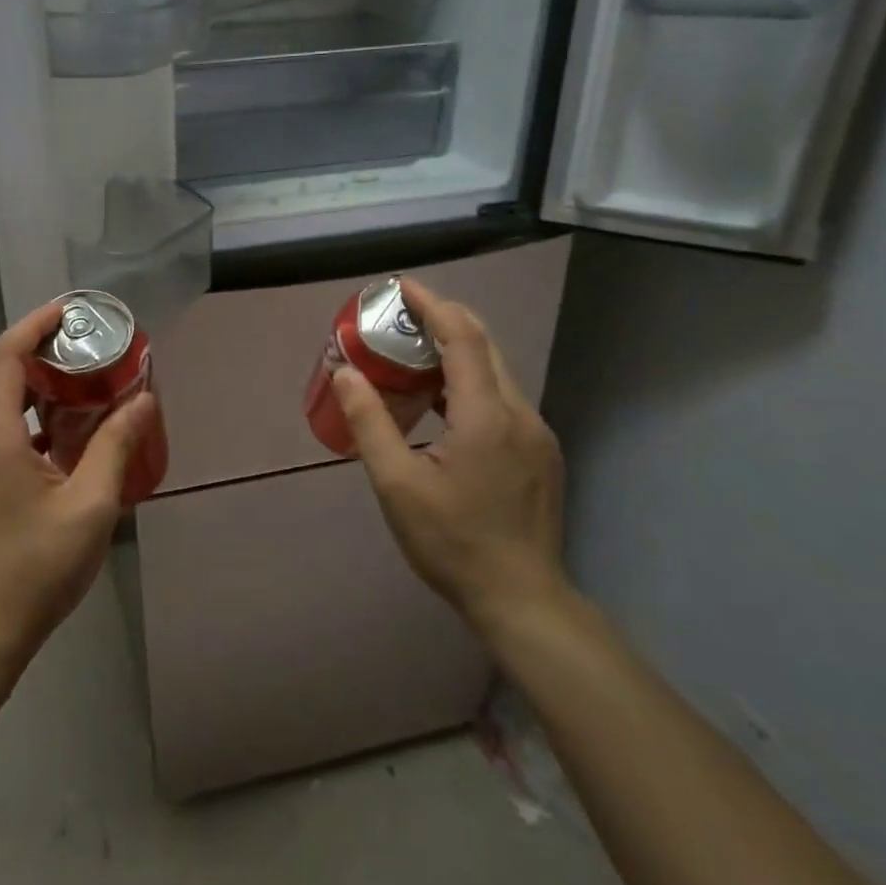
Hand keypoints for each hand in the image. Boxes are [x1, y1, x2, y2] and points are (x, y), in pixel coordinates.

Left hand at [0, 302, 157, 660]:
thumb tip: (142, 400)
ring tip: (74, 390)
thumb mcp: (90, 506)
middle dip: (36, 355)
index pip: (3, 356)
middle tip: (83, 351)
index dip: (34, 325)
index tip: (68, 311)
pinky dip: (18, 422)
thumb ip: (116, 446)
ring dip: (28, 390)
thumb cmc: (37, 568)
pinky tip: (52, 443)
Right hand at [331, 278, 570, 654]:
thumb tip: (345, 373)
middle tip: (399, 316)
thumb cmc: (452, 542)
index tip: (400, 286)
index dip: (432, 304)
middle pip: (484, 346)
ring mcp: (536, 433)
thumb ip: (370, 423)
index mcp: (486, 416)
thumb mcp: (397, 485)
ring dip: (455, 352)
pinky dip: (470, 381)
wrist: (521, 598)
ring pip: (495, 372)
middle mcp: (520, 413)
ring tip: (411, 354)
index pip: (462, 337)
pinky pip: (502, 397)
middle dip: (442, 320)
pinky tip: (442, 401)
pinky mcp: (540, 452)